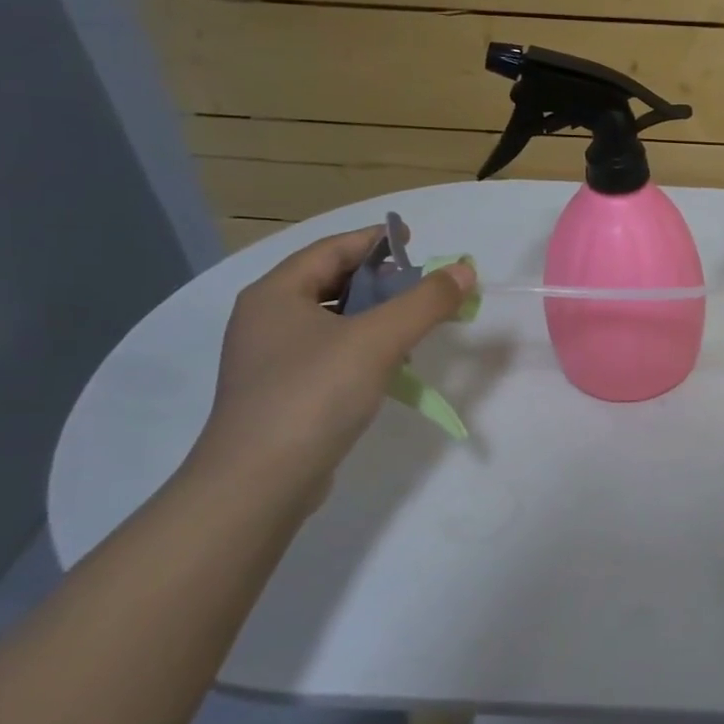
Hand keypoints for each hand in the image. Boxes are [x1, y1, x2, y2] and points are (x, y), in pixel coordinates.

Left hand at [184, 227, 474, 512]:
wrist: (259, 482)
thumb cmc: (314, 395)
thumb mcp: (378, 340)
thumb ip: (425, 302)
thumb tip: (464, 269)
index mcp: (276, 294)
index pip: (332, 249)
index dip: (375, 240)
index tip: (415, 240)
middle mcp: (267, 319)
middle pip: (331, 282)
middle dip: (381, 280)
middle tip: (423, 285)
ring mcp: (271, 359)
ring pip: (332, 320)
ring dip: (375, 316)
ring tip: (414, 325)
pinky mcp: (283, 393)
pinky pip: (330, 353)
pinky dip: (363, 348)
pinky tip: (391, 366)